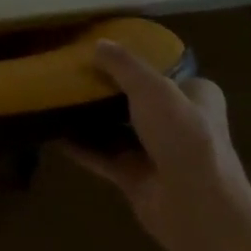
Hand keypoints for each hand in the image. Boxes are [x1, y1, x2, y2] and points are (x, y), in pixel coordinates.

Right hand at [63, 40, 250, 250]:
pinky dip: (81, 147)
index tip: (105, 51)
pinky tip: (54, 133)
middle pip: (137, 100)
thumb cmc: (183, 134)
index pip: (165, 72)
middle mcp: (179, 123)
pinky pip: (103, 157)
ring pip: (118, 129)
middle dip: (108, 89)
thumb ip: (123, 64)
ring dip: (92, 118)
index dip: (137, 61)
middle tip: (74, 72)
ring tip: (58, 97)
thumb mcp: (152, 86)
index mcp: (196, 95)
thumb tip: (97, 44)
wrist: (196, 206)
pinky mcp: (136, 179)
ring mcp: (157, 154)